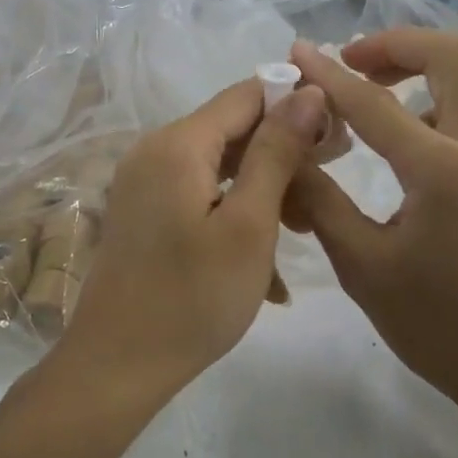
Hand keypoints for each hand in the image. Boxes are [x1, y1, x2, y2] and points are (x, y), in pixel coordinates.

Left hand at [63, 78, 329, 395]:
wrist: (117, 366)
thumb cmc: (192, 298)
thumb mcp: (250, 225)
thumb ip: (277, 152)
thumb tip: (308, 91)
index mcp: (178, 143)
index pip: (248, 94)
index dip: (297, 104)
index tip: (339, 139)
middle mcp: (155, 150)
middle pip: (233, 130)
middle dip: (285, 153)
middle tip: (328, 188)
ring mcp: (145, 183)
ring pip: (220, 167)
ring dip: (265, 190)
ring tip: (306, 229)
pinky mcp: (145, 212)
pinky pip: (200, 195)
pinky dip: (235, 214)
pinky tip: (267, 266)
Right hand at [286, 32, 457, 425]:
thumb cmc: (441, 327)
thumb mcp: (363, 267)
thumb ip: (321, 200)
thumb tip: (287, 152)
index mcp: (445, 170)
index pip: (374, 102)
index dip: (328, 74)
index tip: (297, 51)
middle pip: (452, 53)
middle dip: (395, 44)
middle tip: (352, 61)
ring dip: (426, 62)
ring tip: (380, 85)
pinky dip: (448, 90)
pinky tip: (415, 129)